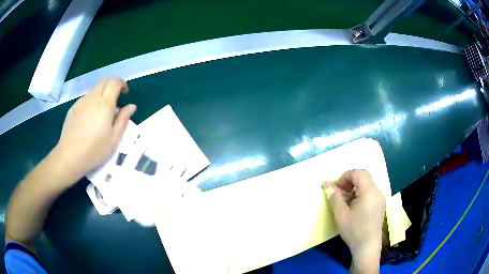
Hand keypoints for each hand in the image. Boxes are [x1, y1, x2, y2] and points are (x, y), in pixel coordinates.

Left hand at [53, 78, 135, 181]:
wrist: (69, 156)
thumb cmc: (94, 150)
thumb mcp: (114, 139)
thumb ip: (123, 119)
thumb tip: (131, 106)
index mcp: (105, 104)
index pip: (114, 82)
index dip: (122, 83)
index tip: (125, 93)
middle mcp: (92, 98)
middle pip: (104, 81)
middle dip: (112, 84)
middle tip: (116, 97)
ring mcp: (81, 102)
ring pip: (94, 89)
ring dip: (101, 93)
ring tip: (102, 111)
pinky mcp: (73, 108)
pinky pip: (85, 98)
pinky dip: (91, 101)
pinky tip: (90, 118)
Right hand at [323, 170, 384, 273]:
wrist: (367, 247)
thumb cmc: (354, 230)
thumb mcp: (341, 214)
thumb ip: (334, 197)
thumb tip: (326, 183)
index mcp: (369, 191)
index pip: (358, 173)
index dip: (345, 176)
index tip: (336, 188)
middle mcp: (378, 191)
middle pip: (364, 176)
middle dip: (350, 181)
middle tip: (340, 192)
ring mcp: (381, 198)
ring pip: (368, 184)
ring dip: (356, 187)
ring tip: (346, 200)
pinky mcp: (381, 205)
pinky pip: (371, 192)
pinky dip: (361, 193)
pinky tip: (355, 206)